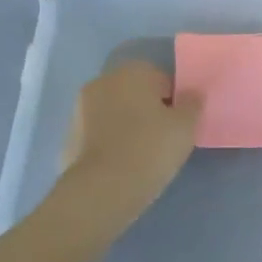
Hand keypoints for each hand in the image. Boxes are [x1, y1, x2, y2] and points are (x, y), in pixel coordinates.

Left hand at [58, 61, 200, 216]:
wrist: (101, 189)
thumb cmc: (151, 148)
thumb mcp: (186, 126)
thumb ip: (192, 104)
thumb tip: (191, 95)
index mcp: (132, 72)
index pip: (161, 78)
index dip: (173, 99)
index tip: (180, 122)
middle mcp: (102, 82)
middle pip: (134, 92)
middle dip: (148, 108)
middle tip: (164, 136)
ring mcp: (79, 109)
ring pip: (114, 112)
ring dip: (127, 124)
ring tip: (143, 152)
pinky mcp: (68, 137)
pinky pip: (98, 134)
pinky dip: (110, 142)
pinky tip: (122, 163)